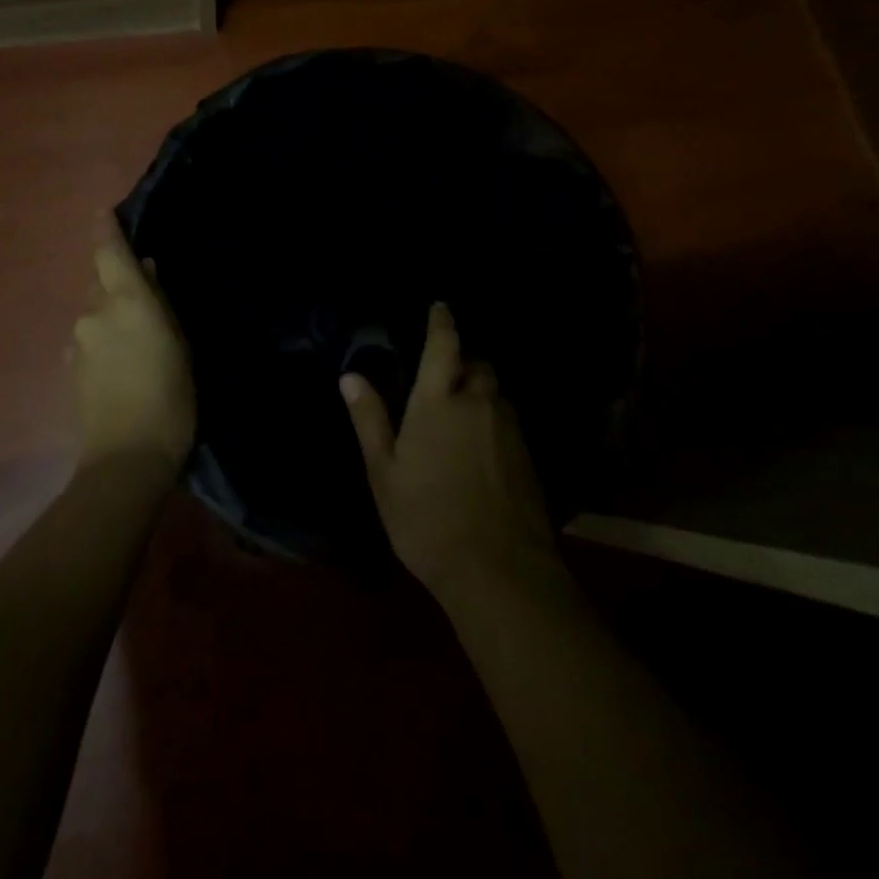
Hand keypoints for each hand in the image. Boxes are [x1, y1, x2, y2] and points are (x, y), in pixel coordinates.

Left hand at [71, 222, 195, 474]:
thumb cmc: (170, 397)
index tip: (103, 211)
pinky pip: (88, 337)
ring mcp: (78, 341)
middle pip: (100, 282)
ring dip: (110, 312)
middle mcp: (94, 313)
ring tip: (137, 335)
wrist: (126, 457)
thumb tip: (147, 270)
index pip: (109, 253)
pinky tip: (122, 360)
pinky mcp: (71, 368)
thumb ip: (159, 302)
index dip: (105, 230)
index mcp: (126, 301)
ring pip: (94, 311)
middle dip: (116, 280)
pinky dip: (103, 337)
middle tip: (143, 291)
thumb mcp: (179, 345)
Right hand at [341, 303, 558, 599]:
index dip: (442, 322)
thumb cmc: (427, 518)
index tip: (440, 306)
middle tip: (443, 382)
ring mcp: (508, 429)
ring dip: (480, 394)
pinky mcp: (528, 455)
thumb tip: (350, 376)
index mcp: (438, 401)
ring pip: (496, 394)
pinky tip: (481, 451)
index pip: (443, 345)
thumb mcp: (384, 472)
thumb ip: (370, 419)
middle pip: (477, 366)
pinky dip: (494, 421)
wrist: (499, 571)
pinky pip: (509, 421)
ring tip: (461, 419)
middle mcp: (478, 403)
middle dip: (463, 364)